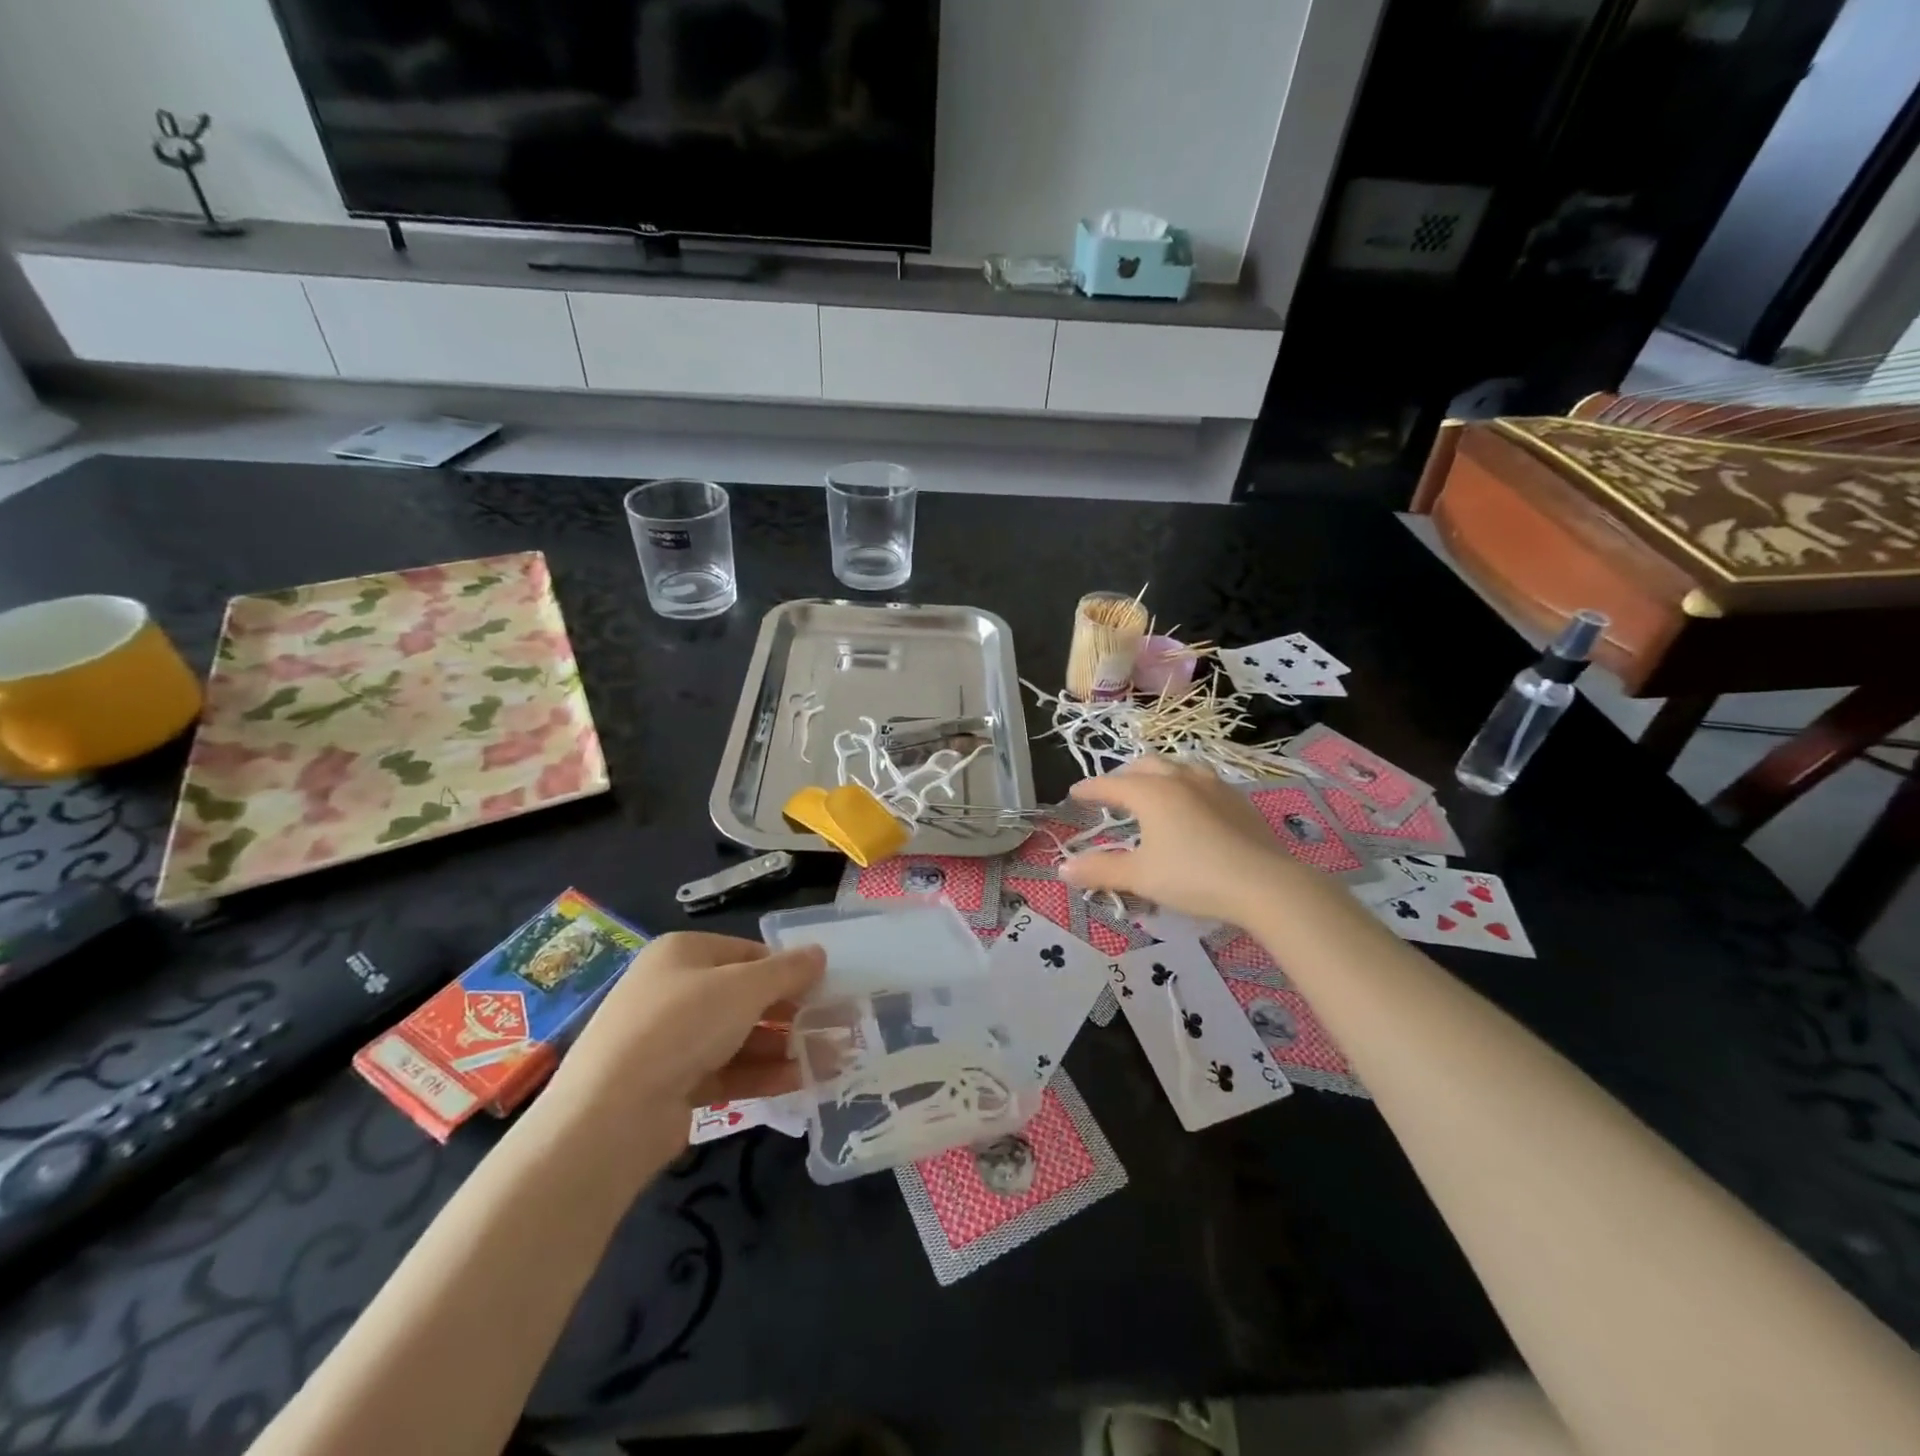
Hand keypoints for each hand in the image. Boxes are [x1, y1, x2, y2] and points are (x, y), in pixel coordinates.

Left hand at [545, 931, 823, 1145]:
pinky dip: (760, 1075)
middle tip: (829, 1028)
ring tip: (826, 1060)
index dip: (787, 970)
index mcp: (684, 953)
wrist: (611, 1115)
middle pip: (744, 996)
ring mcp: (670, 1040)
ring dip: (782, 1047)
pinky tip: (798, 1082)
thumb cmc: (683, 1025)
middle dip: (789, 1013)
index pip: (748, 953)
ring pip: (738, 1036)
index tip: (823, 990)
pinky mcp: (673, 1084)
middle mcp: (674, 990)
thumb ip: (788, 970)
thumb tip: (819, 954)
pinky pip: (726, 1071)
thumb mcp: (745, 988)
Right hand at [1059, 759, 1299, 922]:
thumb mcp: (1140, 876)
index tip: (1075, 793)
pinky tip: (1192, 805)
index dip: (1090, 789)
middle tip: (1113, 793)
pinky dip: (1186, 786)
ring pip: (1178, 767)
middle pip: (1145, 766)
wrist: (1264, 884)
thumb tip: (1063, 868)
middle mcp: (1180, 779)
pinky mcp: (1238, 800)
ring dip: (1158, 775)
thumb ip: (1100, 870)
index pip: (1110, 785)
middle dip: (1124, 777)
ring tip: (1153, 790)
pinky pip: (1203, 782)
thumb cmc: (1193, 876)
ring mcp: (1213, 786)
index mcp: (1151, 793)